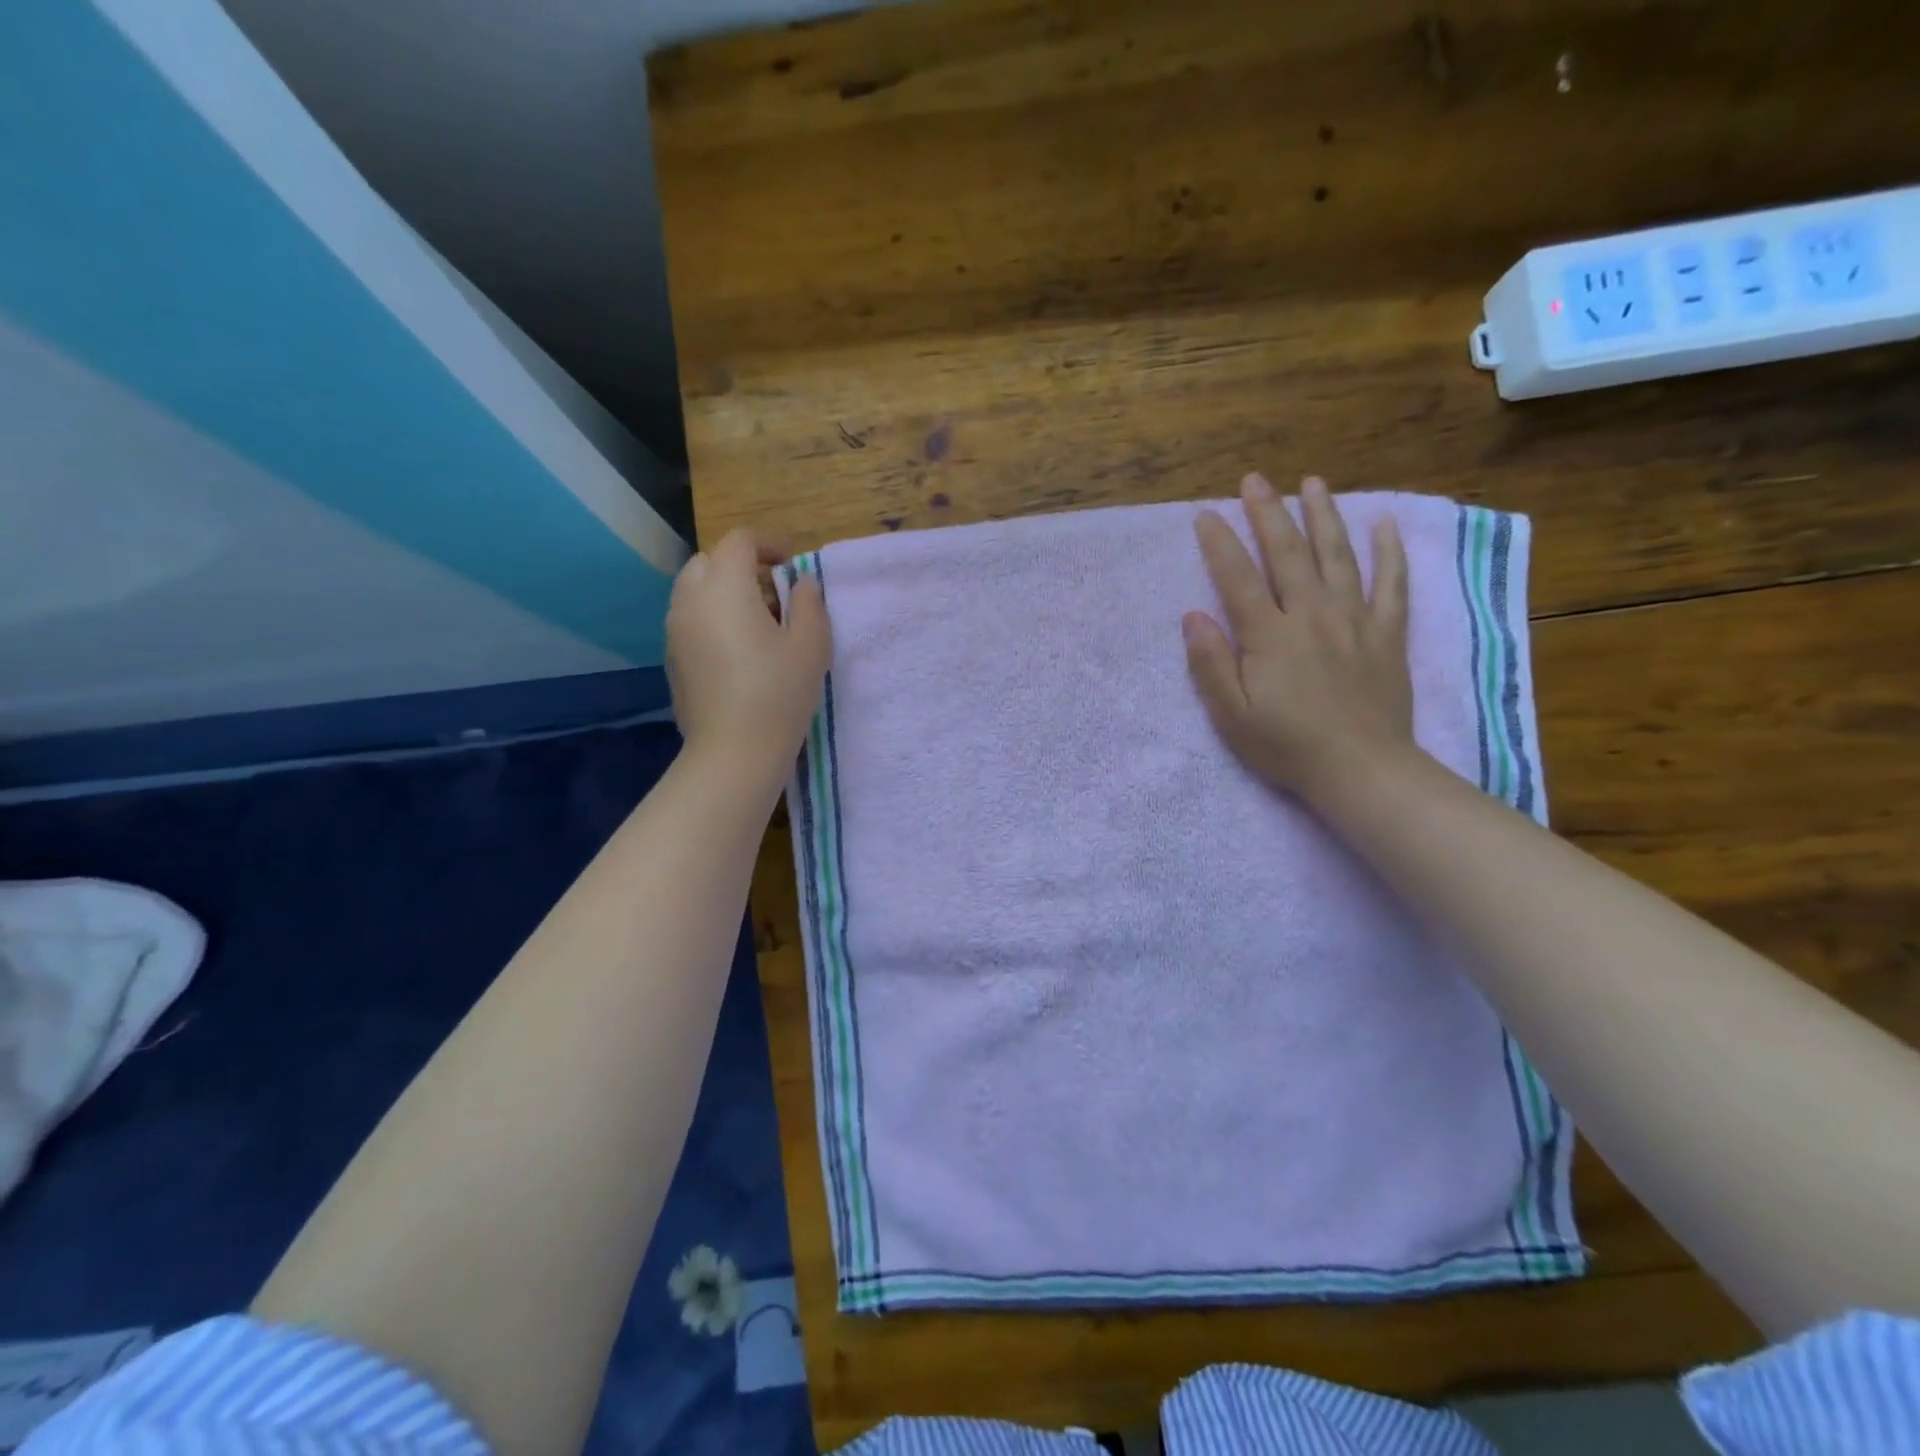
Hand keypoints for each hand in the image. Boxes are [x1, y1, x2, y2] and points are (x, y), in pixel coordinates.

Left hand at [666, 529, 831, 775]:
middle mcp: (690, 599)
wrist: (733, 751)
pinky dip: (712, 620)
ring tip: (758, 625)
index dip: (768, 544)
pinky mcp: (672, 659)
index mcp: (725, 586)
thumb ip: (809, 603)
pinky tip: (738, 653)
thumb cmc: (778, 692)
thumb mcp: (811, 644)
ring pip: (695, 592)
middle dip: (742, 567)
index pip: (739, 542)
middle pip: (709, 562)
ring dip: (724, 593)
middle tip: (774, 595)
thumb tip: (802, 582)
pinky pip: (690, 621)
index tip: (792, 566)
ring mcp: (675, 630)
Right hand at [1183, 474, 1412, 801]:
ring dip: (1324, 515)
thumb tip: (1193, 616)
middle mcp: (1311, 615)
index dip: (1220, 543)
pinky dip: (1389, 552)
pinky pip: (1392, 584)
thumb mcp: (1231, 714)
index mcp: (1269, 636)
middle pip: (1288, 553)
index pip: (1238, 578)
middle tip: (1255, 480)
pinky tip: (1384, 524)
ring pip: (1338, 556)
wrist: (1361, 769)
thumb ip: (1211, 663)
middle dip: (1268, 513)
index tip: (1206, 514)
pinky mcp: (1386, 634)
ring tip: (1313, 482)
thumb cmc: (1287, 746)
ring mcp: (1354, 620)